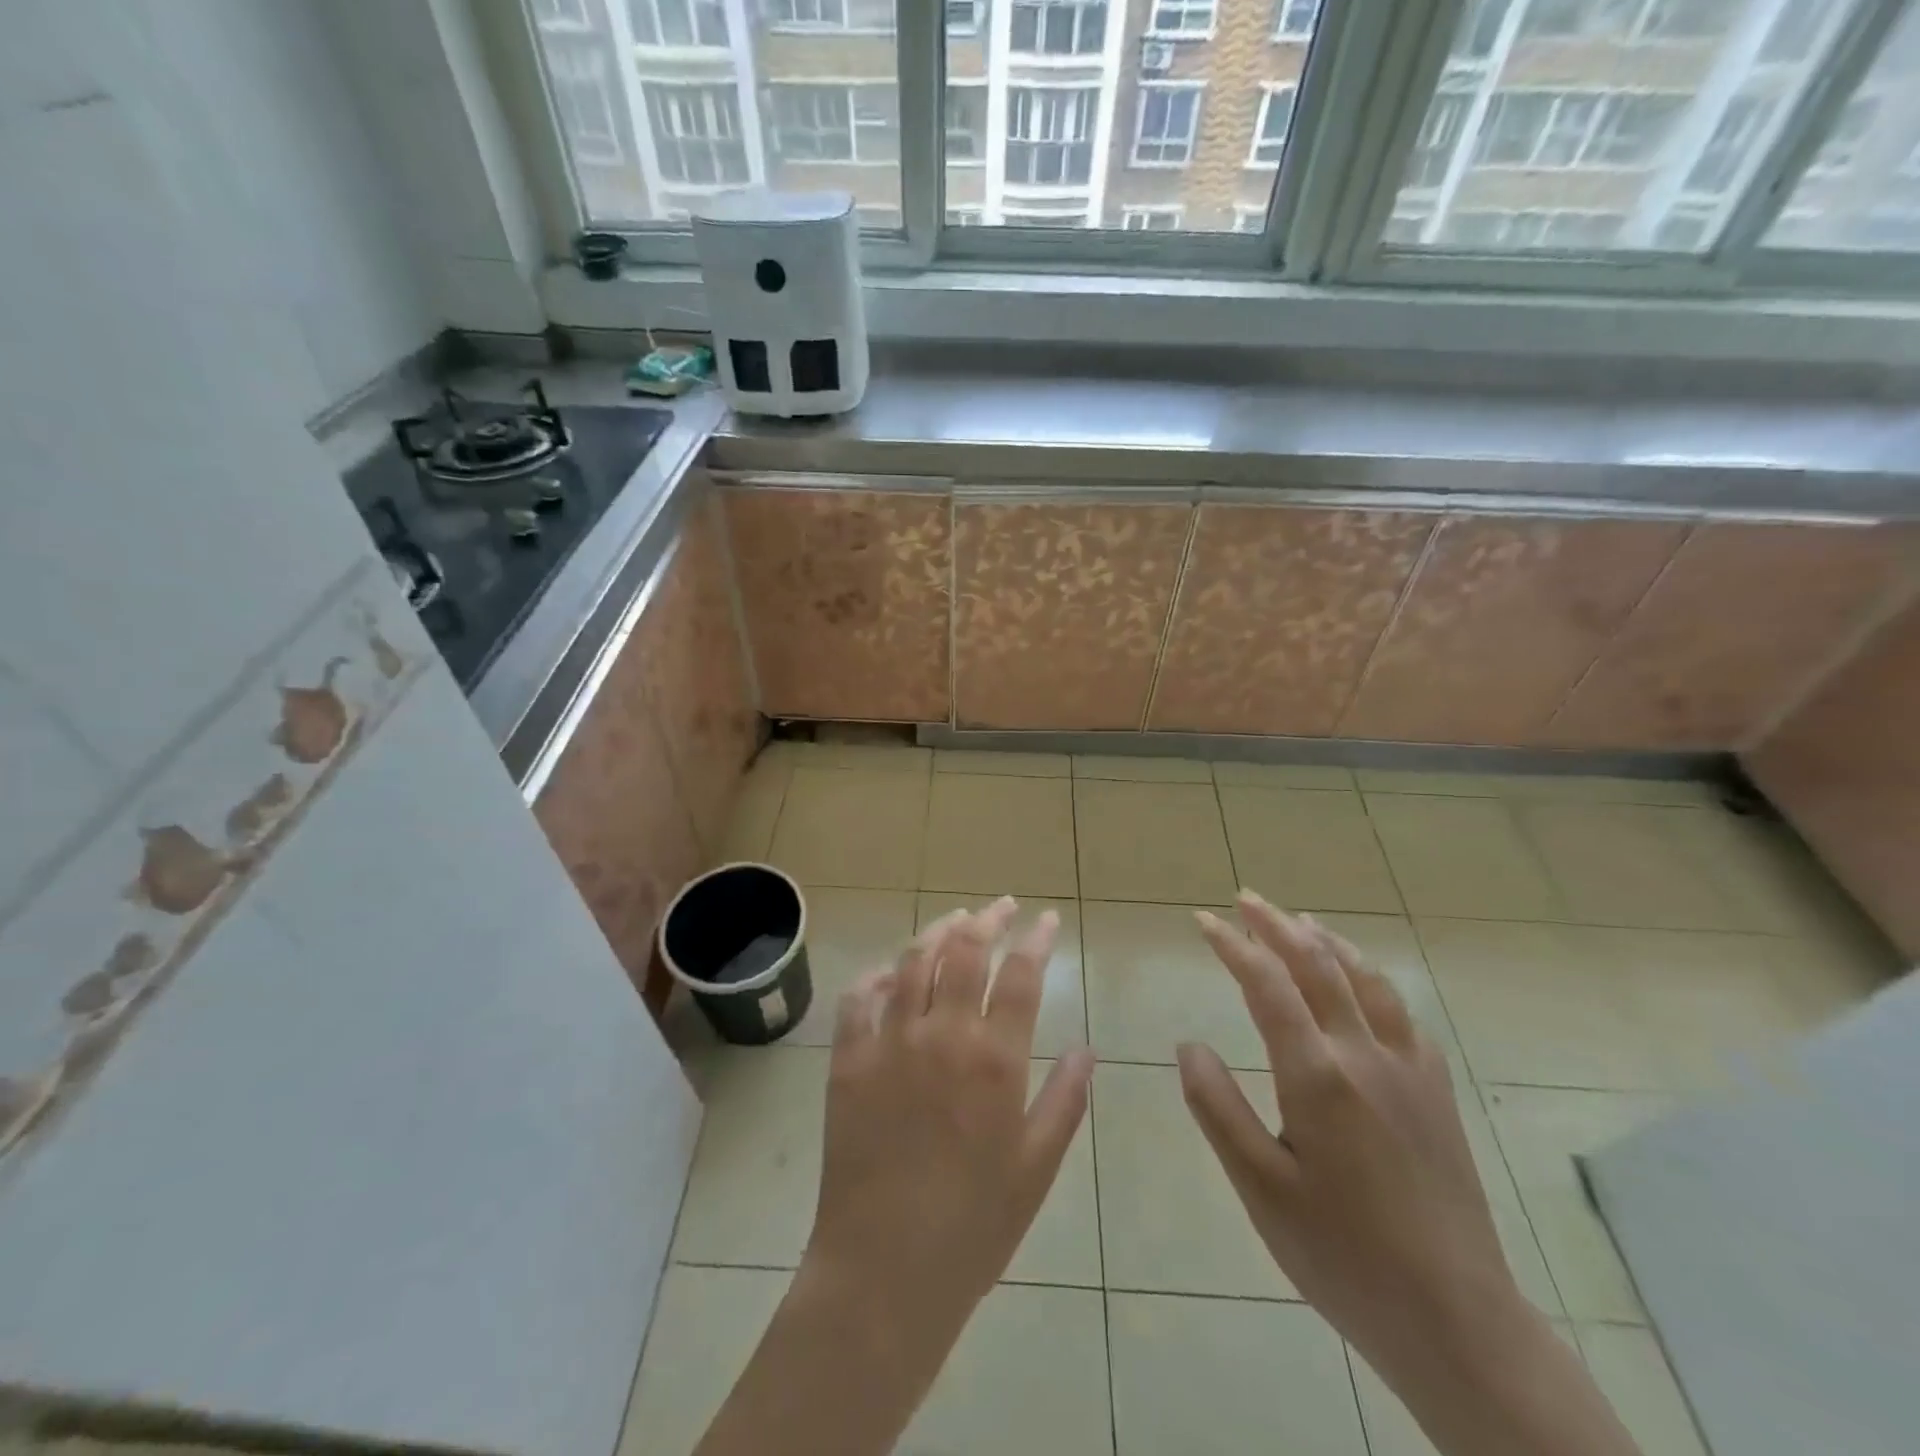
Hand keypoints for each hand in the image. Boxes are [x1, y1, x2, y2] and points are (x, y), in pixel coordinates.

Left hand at [697, 900, 1093, 1455]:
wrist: (885, 1271)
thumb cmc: (974, 1225)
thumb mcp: (1037, 1167)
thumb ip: (1065, 1099)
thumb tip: (1087, 1047)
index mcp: (994, 1059)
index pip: (1020, 975)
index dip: (1035, 940)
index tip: (1045, 920)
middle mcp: (942, 1035)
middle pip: (965, 951)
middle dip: (988, 919)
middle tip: (1001, 908)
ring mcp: (889, 1042)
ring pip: (913, 961)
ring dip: (937, 931)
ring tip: (955, 919)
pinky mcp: (848, 1059)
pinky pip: (858, 998)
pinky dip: (877, 976)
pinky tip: (891, 972)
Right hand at [1178, 892, 1516, 1372]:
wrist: (1457, 1321)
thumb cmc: (1342, 1255)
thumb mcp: (1260, 1188)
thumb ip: (1217, 1107)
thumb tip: (1188, 1043)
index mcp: (1317, 1076)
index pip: (1267, 985)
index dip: (1233, 945)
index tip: (1203, 920)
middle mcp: (1365, 1055)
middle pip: (1317, 965)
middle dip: (1276, 925)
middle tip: (1244, 898)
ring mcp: (1409, 1070)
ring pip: (1366, 979)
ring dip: (1327, 941)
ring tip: (1299, 920)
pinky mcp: (1436, 1092)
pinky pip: (1402, 1013)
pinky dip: (1372, 979)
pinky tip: (1363, 982)